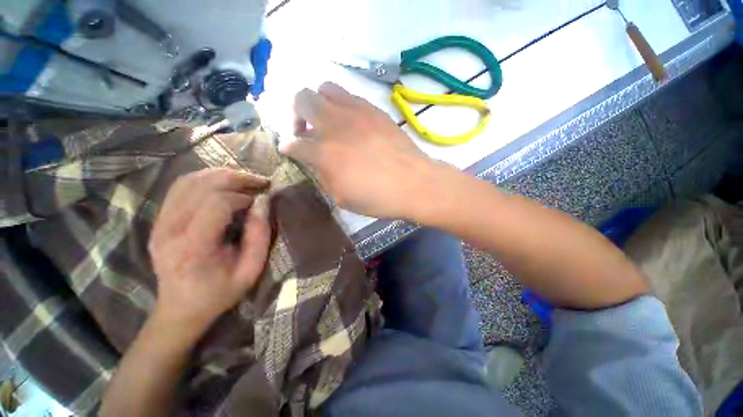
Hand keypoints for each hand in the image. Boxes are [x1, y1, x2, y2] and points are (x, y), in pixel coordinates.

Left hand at [148, 168, 271, 336]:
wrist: (180, 309)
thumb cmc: (219, 293)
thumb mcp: (250, 270)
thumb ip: (260, 235)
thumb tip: (262, 202)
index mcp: (192, 248)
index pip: (216, 204)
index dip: (242, 197)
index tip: (259, 203)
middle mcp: (169, 230)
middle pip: (200, 185)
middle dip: (234, 178)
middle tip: (259, 181)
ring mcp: (158, 223)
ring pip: (188, 181)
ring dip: (220, 175)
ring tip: (244, 180)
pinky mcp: (158, 221)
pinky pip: (179, 188)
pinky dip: (204, 180)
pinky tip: (223, 184)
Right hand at [280, 82, 442, 219]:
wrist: (414, 184)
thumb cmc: (378, 198)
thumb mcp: (342, 197)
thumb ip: (323, 176)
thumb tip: (317, 162)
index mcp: (324, 153)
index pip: (293, 143)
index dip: (287, 147)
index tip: (290, 150)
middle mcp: (334, 125)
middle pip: (301, 99)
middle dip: (296, 115)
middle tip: (306, 131)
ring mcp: (356, 112)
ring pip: (324, 88)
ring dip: (319, 104)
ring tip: (329, 122)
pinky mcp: (374, 109)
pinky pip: (350, 96)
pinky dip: (342, 106)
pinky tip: (351, 123)